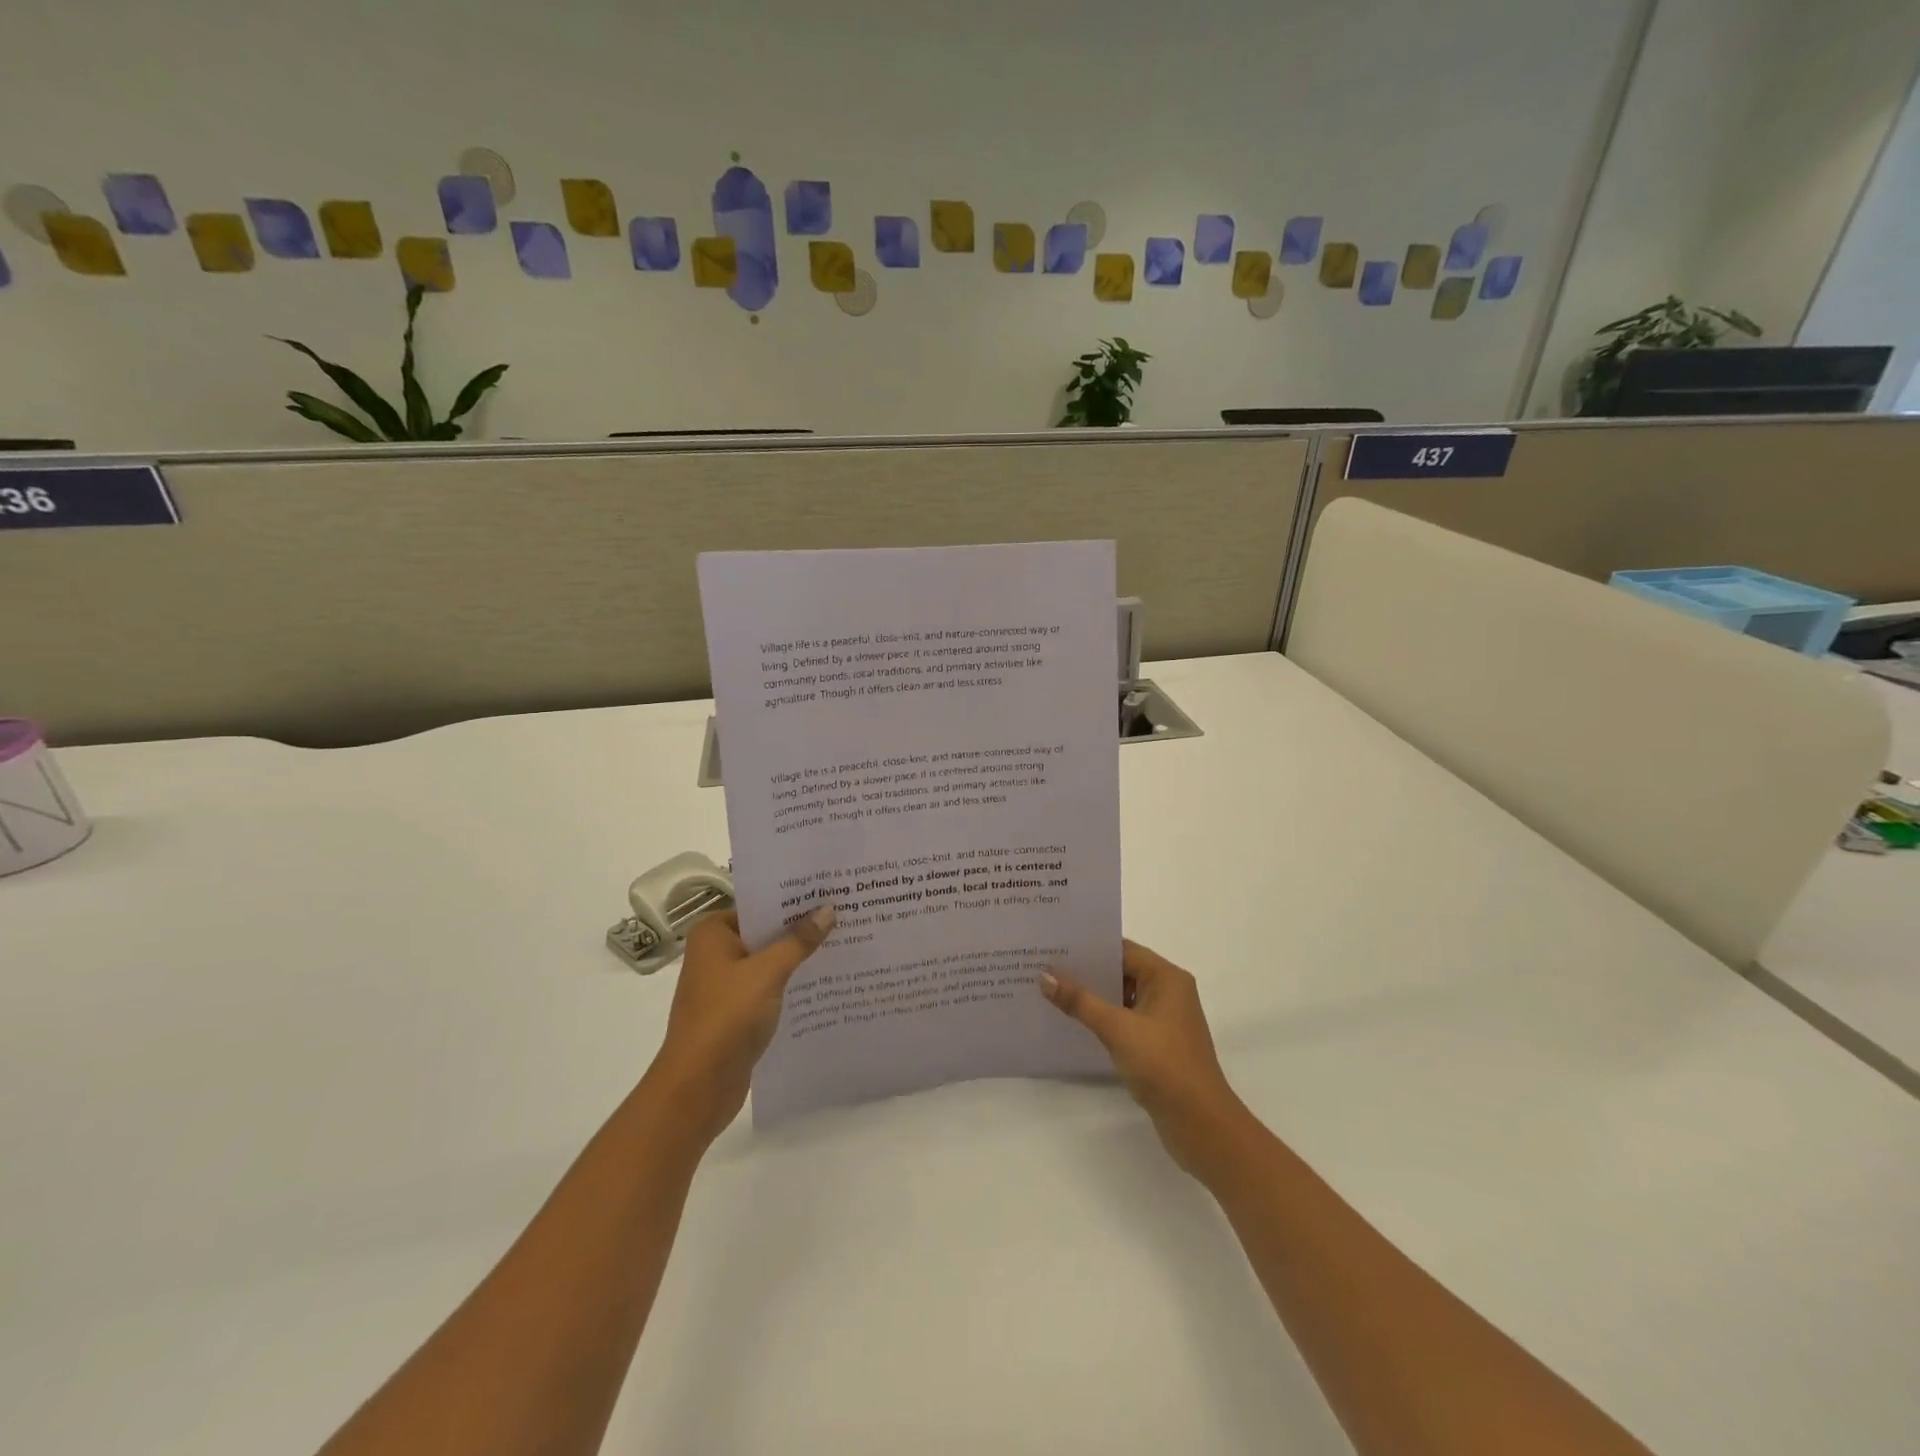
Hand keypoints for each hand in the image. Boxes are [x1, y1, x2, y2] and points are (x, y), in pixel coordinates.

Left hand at [646, 904, 834, 1142]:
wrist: (698, 1087)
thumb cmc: (727, 1017)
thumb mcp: (768, 972)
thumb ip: (799, 941)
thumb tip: (828, 909)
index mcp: (713, 933)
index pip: (759, 905)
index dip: (793, 900)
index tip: (829, 892)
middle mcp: (715, 954)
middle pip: (765, 933)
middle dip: (800, 929)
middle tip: (844, 914)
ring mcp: (724, 985)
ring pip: (769, 962)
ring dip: (798, 958)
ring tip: (843, 943)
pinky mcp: (736, 1013)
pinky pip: (769, 988)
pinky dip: (791, 984)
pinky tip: (824, 981)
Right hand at [1041, 940, 1252, 1178]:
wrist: (1201, 1125)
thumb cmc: (1164, 1065)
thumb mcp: (1117, 1029)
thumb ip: (1080, 1001)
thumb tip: (1045, 976)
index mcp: (1167, 978)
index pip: (1123, 949)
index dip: (1090, 947)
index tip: (1055, 945)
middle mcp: (1169, 992)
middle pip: (1122, 971)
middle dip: (1087, 971)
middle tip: (1045, 966)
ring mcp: (1165, 1020)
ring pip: (1122, 997)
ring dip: (1093, 996)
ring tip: (1052, 990)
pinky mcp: (1159, 1044)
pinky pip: (1126, 1020)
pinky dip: (1103, 1018)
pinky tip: (1074, 1022)